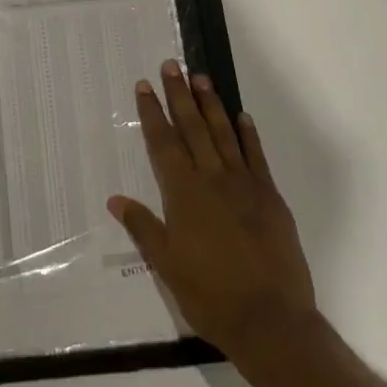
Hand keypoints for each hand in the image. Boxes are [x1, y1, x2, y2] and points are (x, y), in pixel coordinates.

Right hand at [108, 60, 321, 367]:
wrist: (271, 320)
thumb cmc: (210, 294)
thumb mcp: (166, 264)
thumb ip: (143, 227)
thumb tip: (115, 199)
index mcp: (184, 193)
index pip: (163, 142)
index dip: (152, 112)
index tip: (144, 85)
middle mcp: (212, 179)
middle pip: (193, 128)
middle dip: (179, 95)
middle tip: (172, 65)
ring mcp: (245, 185)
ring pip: (224, 134)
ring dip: (211, 105)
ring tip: (202, 78)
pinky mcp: (270, 198)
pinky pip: (256, 157)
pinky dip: (248, 134)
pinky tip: (242, 117)